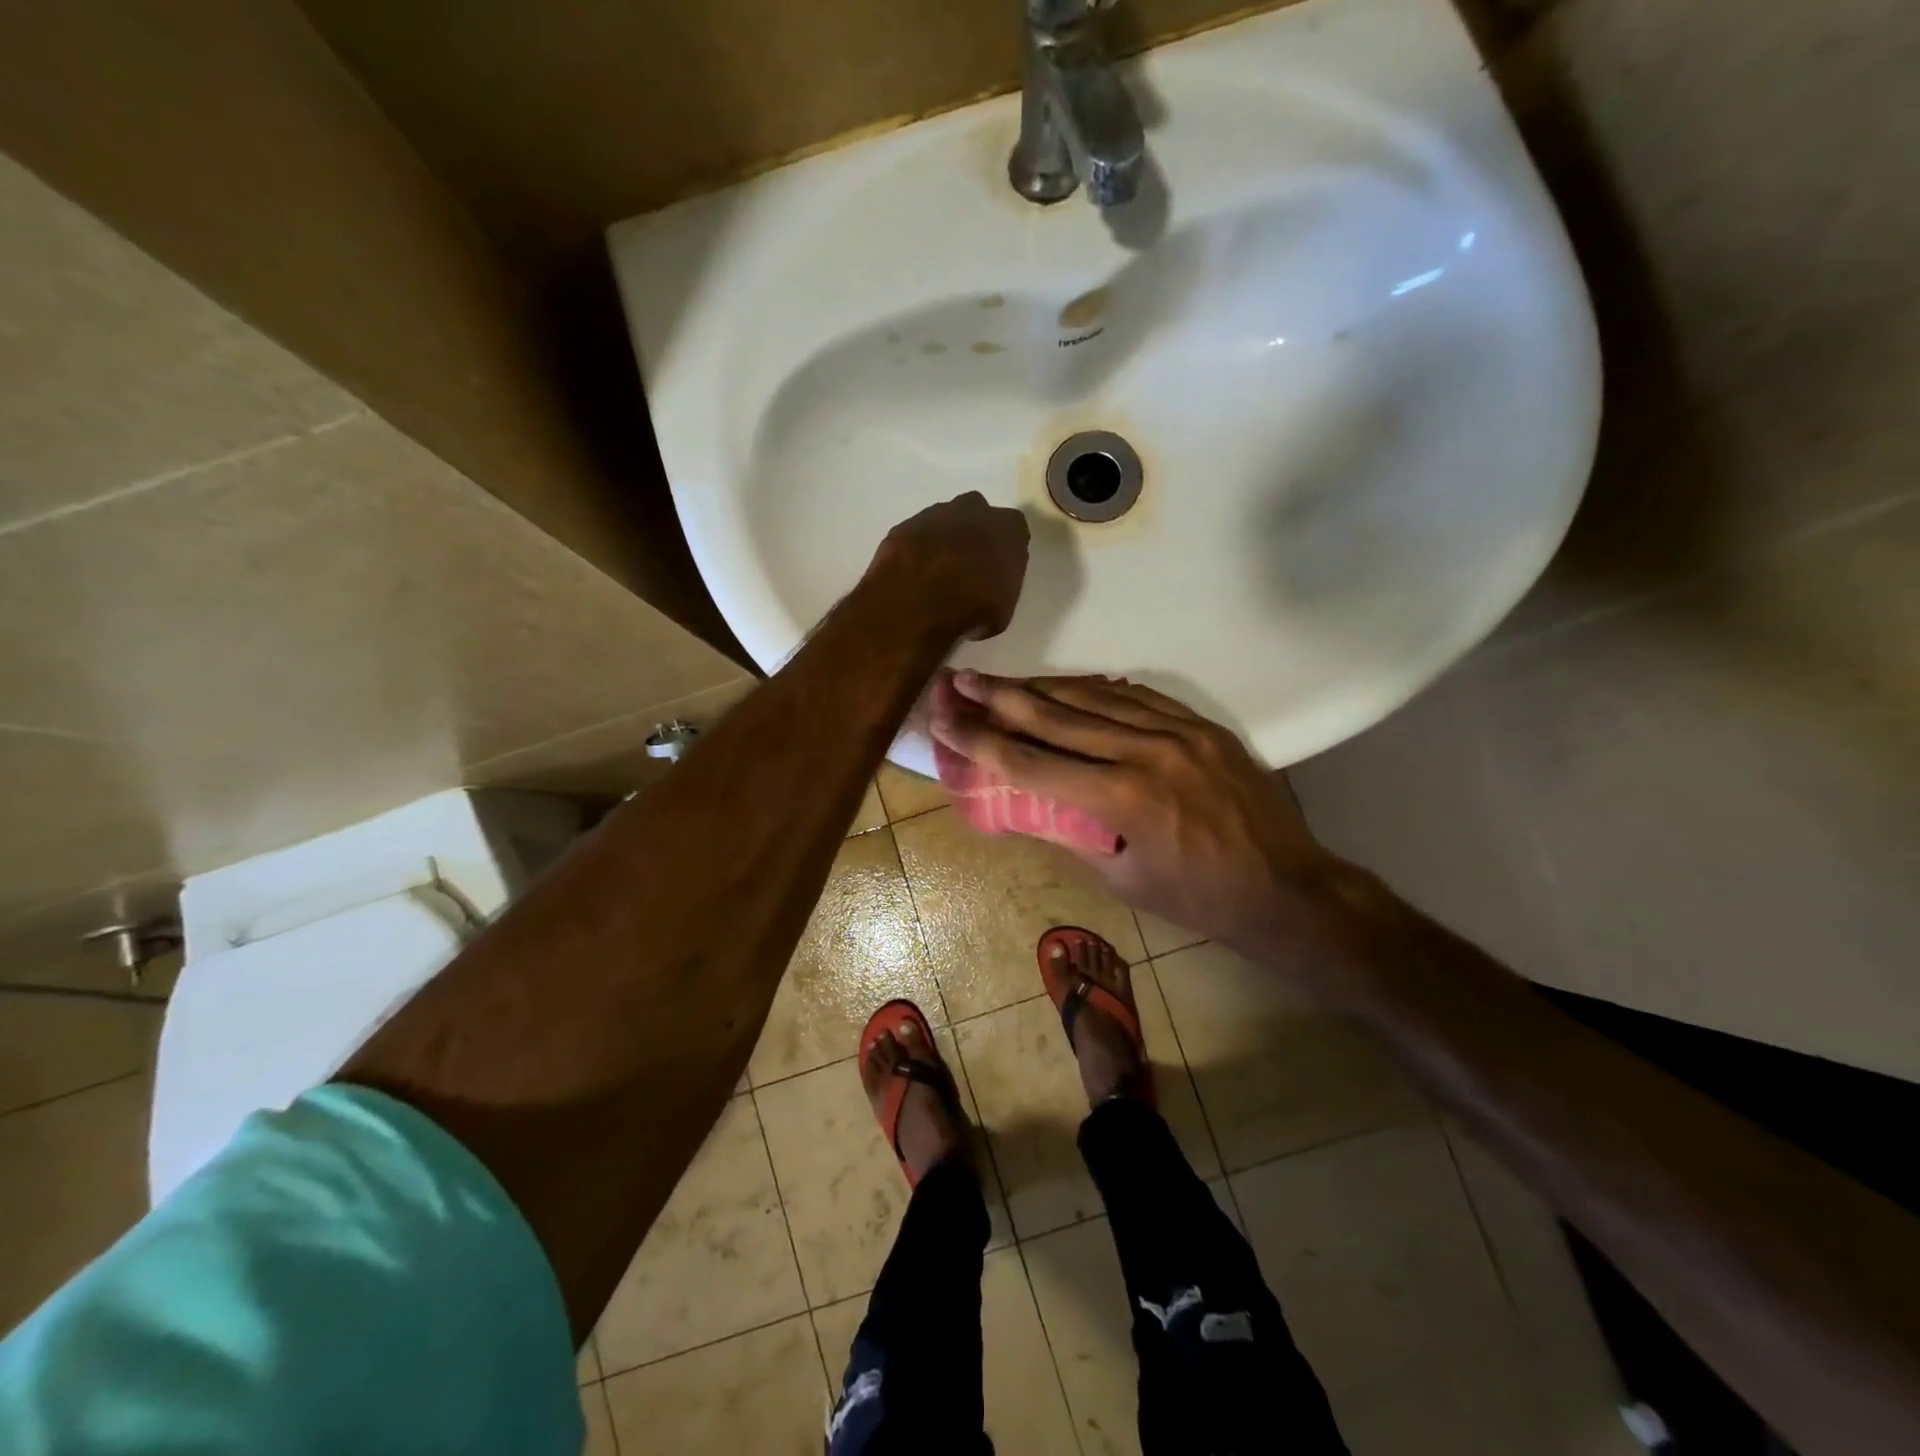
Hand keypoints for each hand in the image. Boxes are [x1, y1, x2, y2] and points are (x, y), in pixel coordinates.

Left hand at [868, 493, 1030, 640]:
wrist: (919, 601)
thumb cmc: (973, 607)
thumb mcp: (1002, 611)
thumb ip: (1000, 589)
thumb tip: (987, 595)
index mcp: (1007, 527)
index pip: (1013, 531)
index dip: (1004, 551)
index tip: (996, 571)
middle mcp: (974, 509)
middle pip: (977, 516)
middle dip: (972, 536)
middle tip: (965, 567)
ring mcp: (934, 513)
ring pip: (943, 522)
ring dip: (941, 542)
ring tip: (934, 574)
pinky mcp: (903, 526)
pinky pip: (914, 536)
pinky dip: (914, 551)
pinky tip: (911, 575)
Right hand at [928, 671, 1362, 952]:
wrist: (1285, 886)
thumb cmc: (1196, 898)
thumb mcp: (1120, 877)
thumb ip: (1069, 832)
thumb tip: (1025, 803)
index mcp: (1121, 799)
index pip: (1031, 763)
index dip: (981, 741)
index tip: (946, 721)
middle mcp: (1145, 752)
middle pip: (1056, 716)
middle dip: (1000, 697)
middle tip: (960, 680)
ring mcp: (1177, 731)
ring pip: (1094, 697)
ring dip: (1042, 686)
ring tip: (1002, 678)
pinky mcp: (1199, 724)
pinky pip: (1136, 696)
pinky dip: (1094, 690)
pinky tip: (1068, 685)